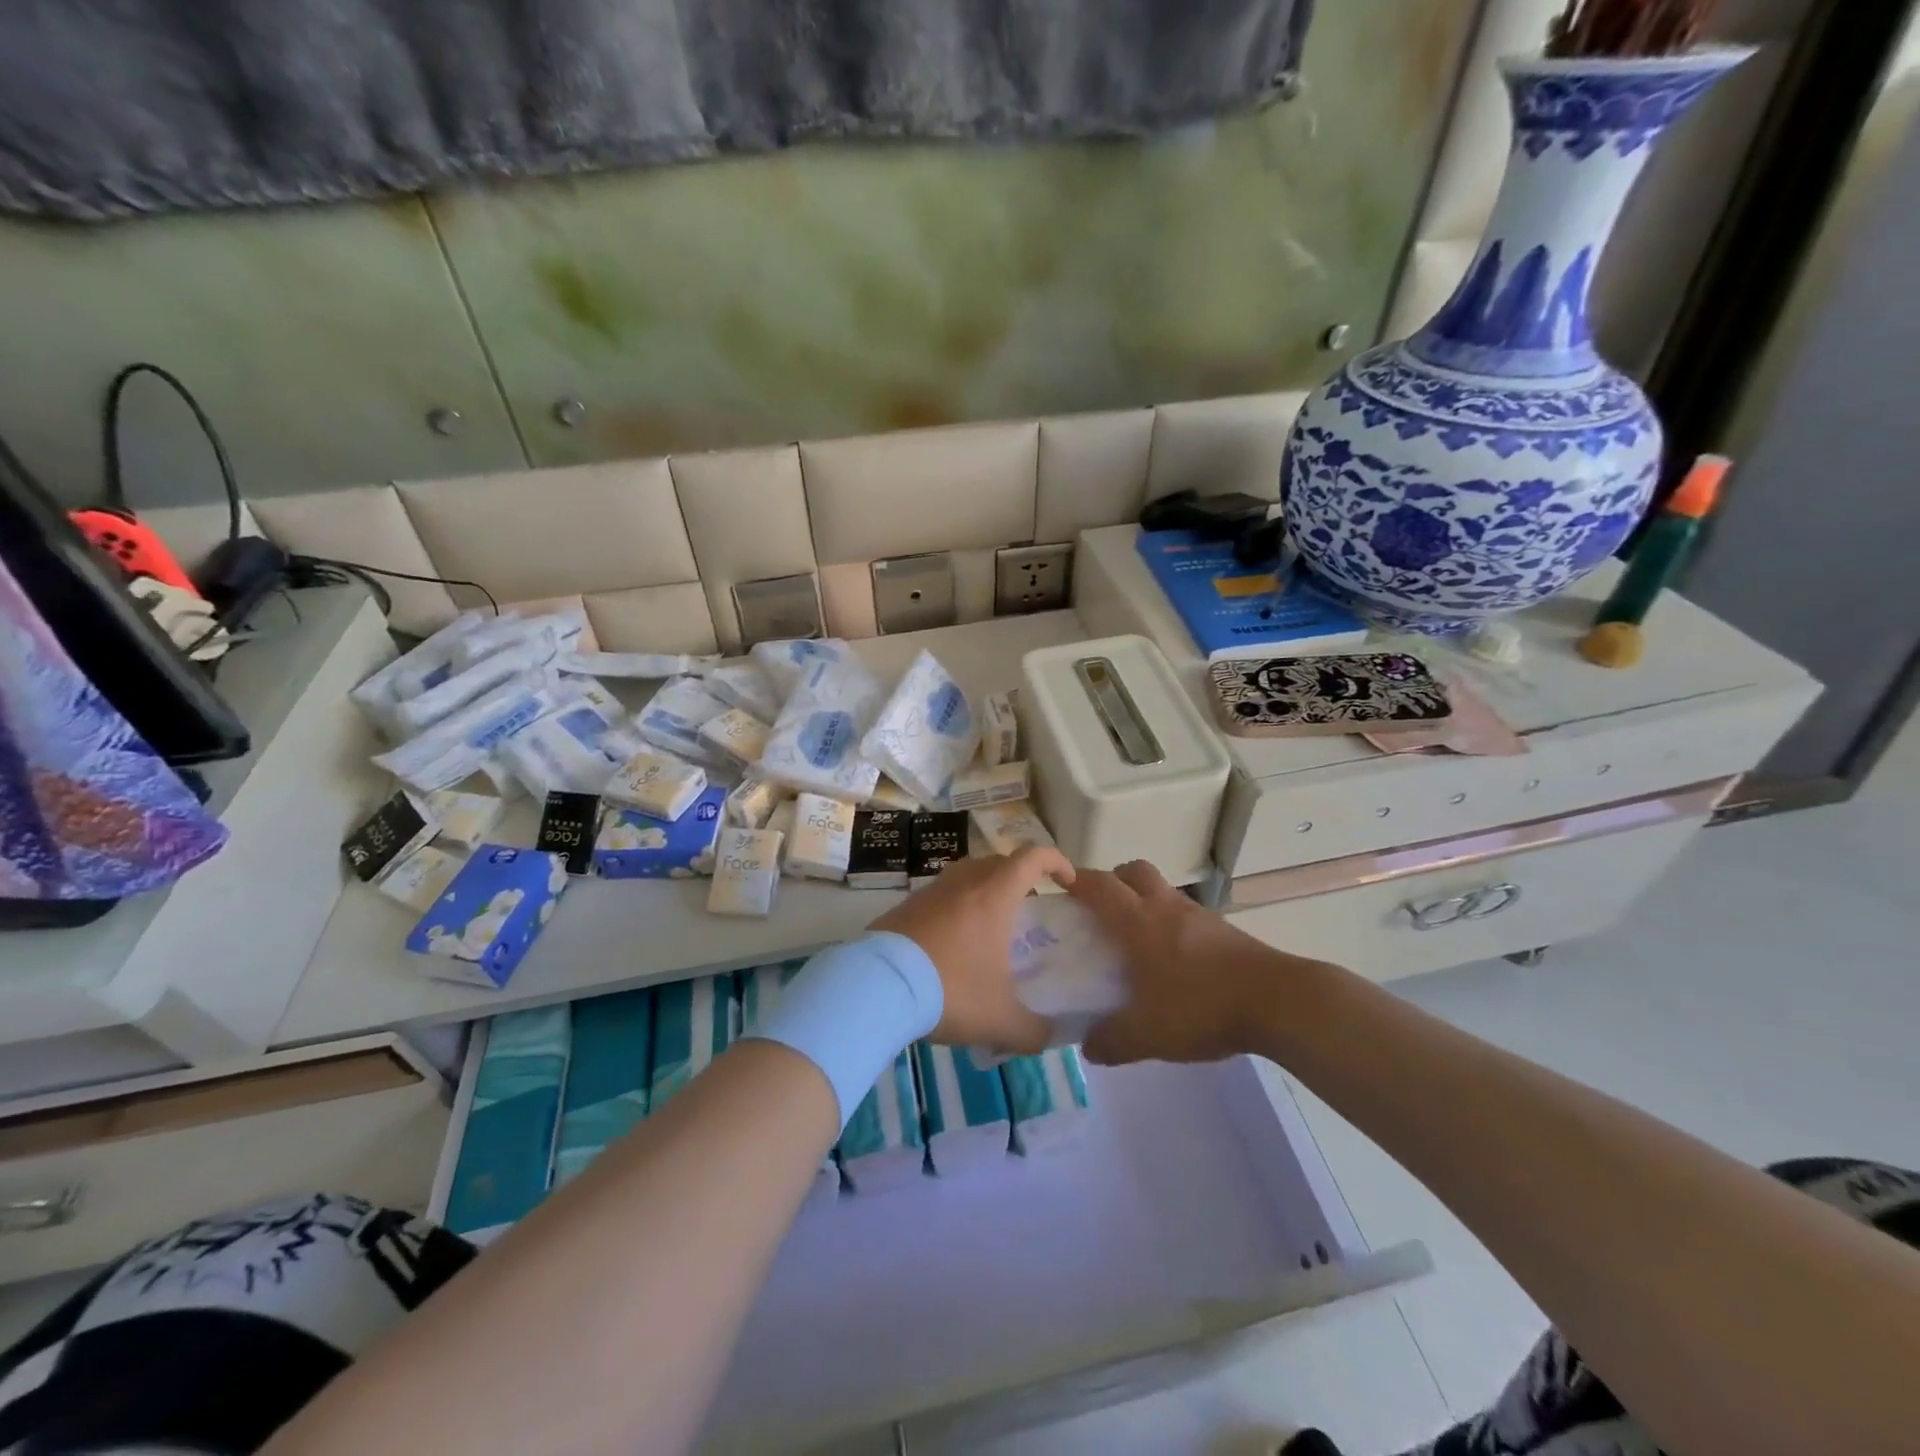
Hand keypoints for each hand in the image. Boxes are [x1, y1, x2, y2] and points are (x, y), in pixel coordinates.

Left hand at [872, 848, 1074, 1053]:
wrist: (877, 987)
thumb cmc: (950, 990)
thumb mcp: (1001, 1021)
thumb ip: (1034, 1031)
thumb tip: (1051, 1038)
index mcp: (995, 895)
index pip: (1033, 857)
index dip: (1056, 862)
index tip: (1068, 882)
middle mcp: (964, 882)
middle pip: (999, 862)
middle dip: (1020, 877)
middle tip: (1029, 908)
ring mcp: (930, 891)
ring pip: (966, 876)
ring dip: (984, 890)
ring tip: (990, 926)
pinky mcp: (904, 907)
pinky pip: (939, 897)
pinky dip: (954, 909)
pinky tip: (951, 944)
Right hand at [1071, 860, 1315, 1066]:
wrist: (1278, 1001)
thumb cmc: (1201, 1006)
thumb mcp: (1147, 1034)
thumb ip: (1111, 1041)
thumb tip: (1088, 1047)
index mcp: (1138, 921)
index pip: (1099, 886)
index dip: (1076, 879)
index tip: (1058, 881)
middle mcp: (1165, 907)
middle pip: (1133, 871)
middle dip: (1112, 880)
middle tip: (1100, 907)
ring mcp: (1198, 916)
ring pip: (1162, 890)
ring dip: (1143, 900)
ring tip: (1135, 937)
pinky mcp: (1224, 931)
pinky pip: (1185, 914)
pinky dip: (1171, 923)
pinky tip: (1173, 960)